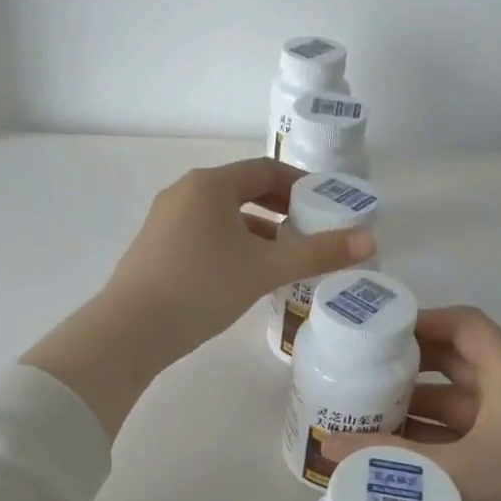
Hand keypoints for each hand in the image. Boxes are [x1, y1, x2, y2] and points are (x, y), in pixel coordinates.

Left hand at [102, 157, 376, 358]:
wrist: (131, 330)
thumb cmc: (202, 287)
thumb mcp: (265, 270)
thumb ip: (317, 254)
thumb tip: (370, 241)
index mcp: (210, 185)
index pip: (266, 170)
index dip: (301, 184)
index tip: (327, 204)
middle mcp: (185, 192)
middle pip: (244, 190)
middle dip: (281, 209)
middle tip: (312, 230)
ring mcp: (166, 219)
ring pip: (223, 216)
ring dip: (258, 230)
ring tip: (285, 257)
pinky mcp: (156, 246)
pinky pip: (205, 234)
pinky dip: (232, 245)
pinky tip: (246, 274)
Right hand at [325, 306, 500, 500]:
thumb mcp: (453, 472)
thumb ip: (388, 457)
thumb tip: (325, 444)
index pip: (466, 325)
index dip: (423, 321)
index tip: (377, 335)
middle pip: (458, 362)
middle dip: (410, 366)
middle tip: (361, 372)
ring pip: (459, 403)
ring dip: (417, 406)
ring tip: (366, 412)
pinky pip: (465, 435)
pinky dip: (432, 437)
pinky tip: (396, 452)